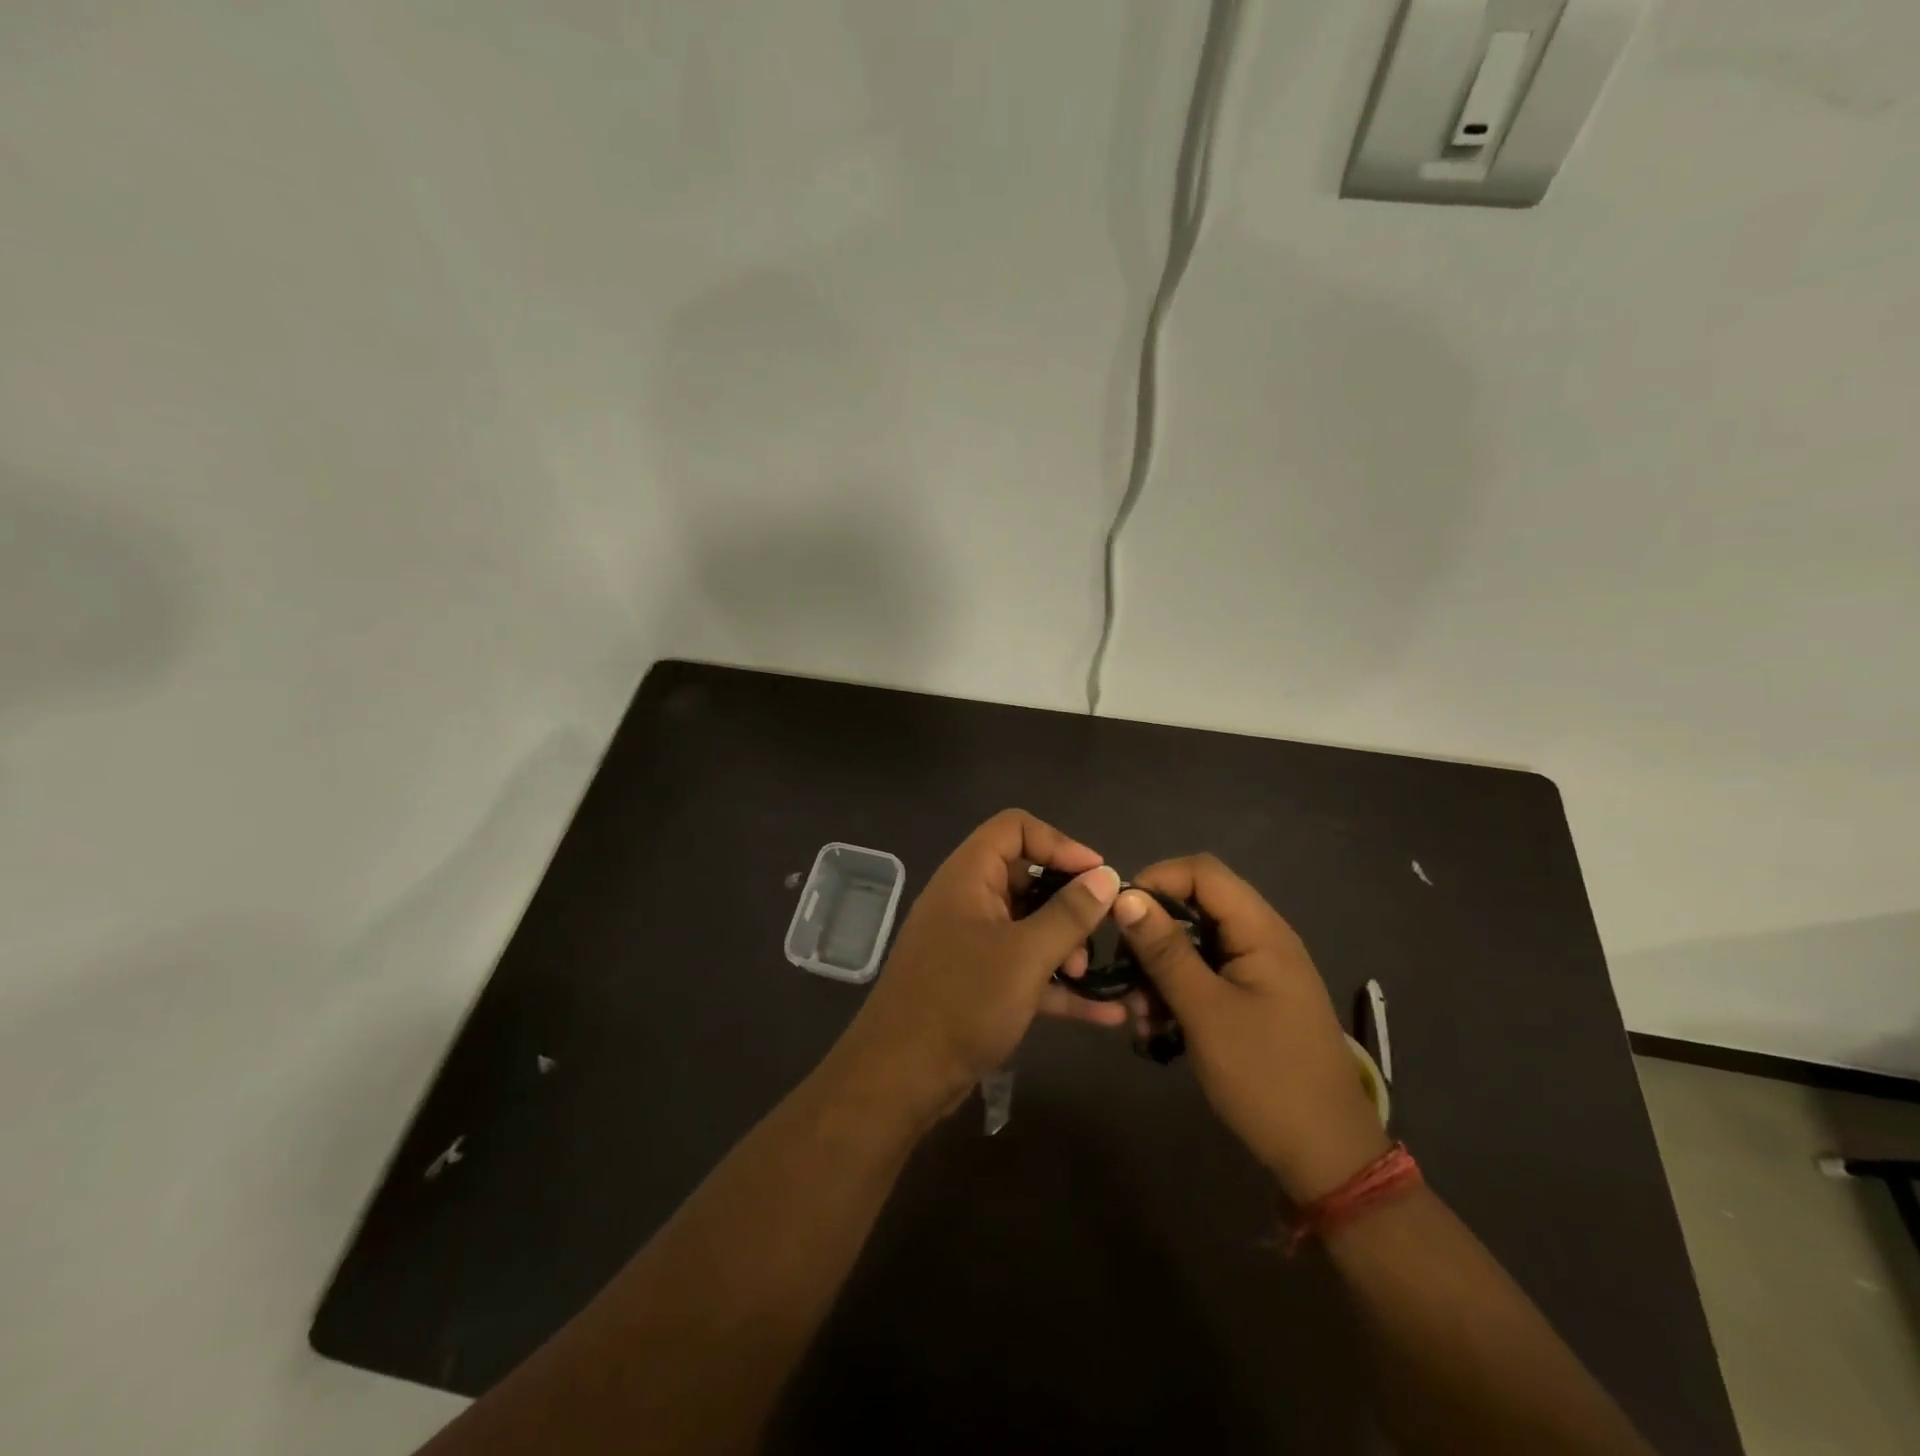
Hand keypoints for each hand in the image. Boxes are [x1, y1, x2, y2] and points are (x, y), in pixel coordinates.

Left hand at [832, 810, 1123, 1121]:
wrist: (900, 1078)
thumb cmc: (962, 1002)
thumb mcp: (1025, 955)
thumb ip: (1069, 914)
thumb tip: (1106, 876)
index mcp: (968, 876)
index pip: (1015, 828)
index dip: (1059, 842)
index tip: (1098, 874)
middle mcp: (968, 901)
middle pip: (1027, 877)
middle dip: (1069, 903)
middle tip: (1100, 931)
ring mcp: (972, 944)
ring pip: (1029, 926)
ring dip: (1065, 946)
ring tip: (1088, 975)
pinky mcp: (978, 984)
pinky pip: (1026, 970)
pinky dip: (1059, 986)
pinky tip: (1106, 1012)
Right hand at [1115, 855, 1388, 1201]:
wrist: (1326, 1157)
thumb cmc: (1266, 1077)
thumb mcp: (1205, 1012)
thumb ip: (1164, 951)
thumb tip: (1125, 896)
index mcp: (1262, 931)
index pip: (1202, 871)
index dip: (1157, 880)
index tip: (1119, 917)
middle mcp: (1263, 940)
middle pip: (1196, 906)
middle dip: (1153, 934)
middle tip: (1124, 973)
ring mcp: (1259, 971)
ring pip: (1195, 944)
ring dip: (1160, 970)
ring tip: (1139, 1014)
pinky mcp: (1253, 1000)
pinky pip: (1206, 976)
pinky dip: (1178, 992)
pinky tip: (1158, 1028)